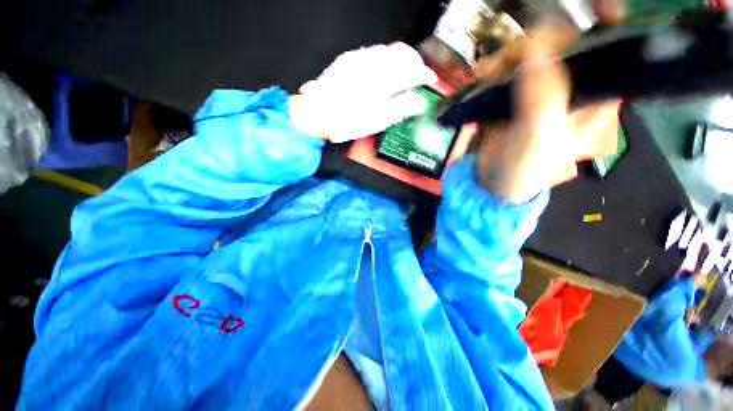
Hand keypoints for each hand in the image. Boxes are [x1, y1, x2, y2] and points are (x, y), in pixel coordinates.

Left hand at [289, 43, 437, 142]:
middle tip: (417, 76)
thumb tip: (420, 102)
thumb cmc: (351, 120)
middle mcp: (375, 62)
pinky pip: (371, 52)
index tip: (431, 80)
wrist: (319, 113)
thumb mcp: (381, 119)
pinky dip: (382, 60)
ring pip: (387, 51)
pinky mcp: (348, 59)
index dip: (426, 75)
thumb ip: (404, 108)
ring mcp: (360, 58)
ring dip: (399, 60)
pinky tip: (380, 71)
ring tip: (400, 74)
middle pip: (403, 54)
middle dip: (415, 62)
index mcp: (386, 79)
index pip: (414, 71)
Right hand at [474, 27, 620, 202]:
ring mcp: (539, 89)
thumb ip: (542, 101)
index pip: (607, 52)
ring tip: (483, 74)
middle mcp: (570, 87)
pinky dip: (493, 69)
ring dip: (505, 58)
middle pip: (561, 45)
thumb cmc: (523, 171)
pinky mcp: (513, 95)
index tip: (584, 14)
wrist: (490, 184)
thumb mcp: (537, 140)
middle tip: (504, 62)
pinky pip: (506, 70)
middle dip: (531, 46)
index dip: (602, 27)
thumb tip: (537, 51)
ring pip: (529, 54)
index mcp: (593, 98)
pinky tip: (480, 76)